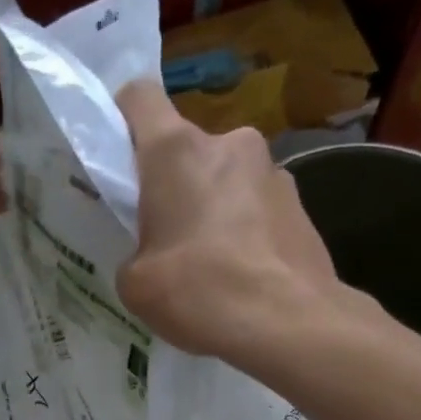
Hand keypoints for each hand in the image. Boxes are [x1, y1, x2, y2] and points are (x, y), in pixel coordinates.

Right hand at [116, 80, 351, 365]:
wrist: (288, 322)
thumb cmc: (200, 292)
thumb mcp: (137, 284)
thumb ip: (134, 253)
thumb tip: (153, 254)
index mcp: (175, 151)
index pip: (139, 97)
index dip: (123, 119)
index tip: (119, 157)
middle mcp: (229, 143)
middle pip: (188, 149)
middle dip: (176, 185)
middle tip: (167, 237)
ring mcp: (273, 171)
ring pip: (227, 180)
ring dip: (216, 209)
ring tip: (213, 266)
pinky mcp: (301, 204)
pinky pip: (259, 210)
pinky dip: (247, 233)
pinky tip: (244, 278)